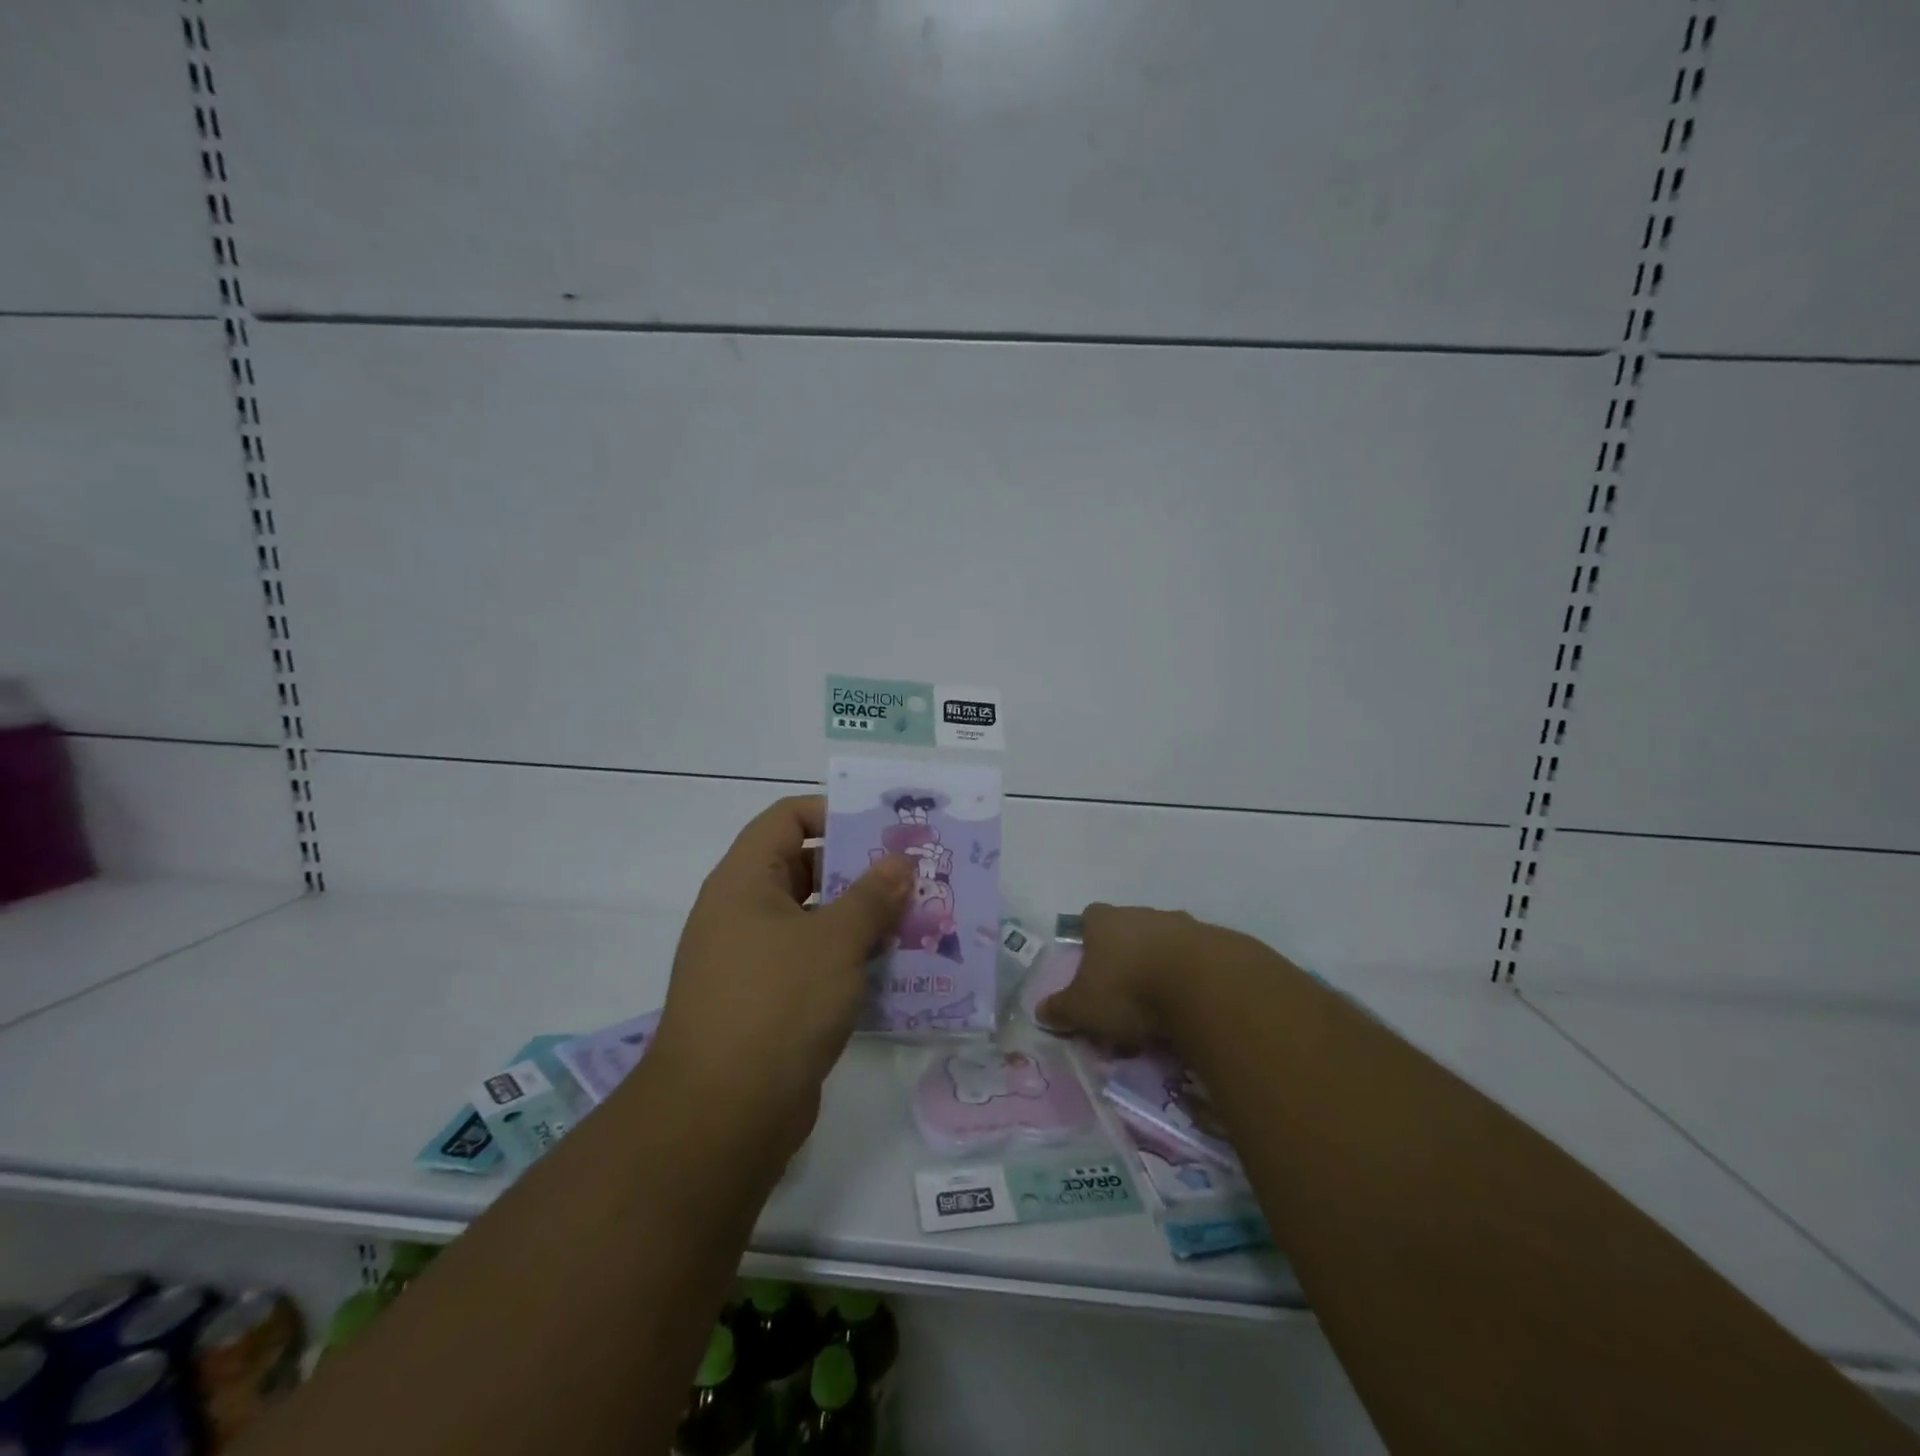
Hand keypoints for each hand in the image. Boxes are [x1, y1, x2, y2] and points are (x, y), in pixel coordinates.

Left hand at [651, 796, 912, 1152]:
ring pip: (817, 920)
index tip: (883, 828)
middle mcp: (744, 913)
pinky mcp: (771, 1003)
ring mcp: (755, 961)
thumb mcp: (834, 941)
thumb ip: (872, 896)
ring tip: (918, 917)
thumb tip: (899, 862)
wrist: (722, 1117)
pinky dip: (852, 959)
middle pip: (806, 868)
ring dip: (863, 918)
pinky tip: (897, 967)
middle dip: (860, 869)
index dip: (833, 812)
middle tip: (914, 874)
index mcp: (745, 881)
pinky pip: (816, 963)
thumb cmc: (777, 1004)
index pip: (787, 818)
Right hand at [1036, 903, 1210, 1055]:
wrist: (1203, 985)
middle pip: (1129, 929)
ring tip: (1161, 1006)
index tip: (1089, 961)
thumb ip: (1061, 1009)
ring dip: (1161, 966)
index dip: (1087, 936)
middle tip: (1124, 992)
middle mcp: (1142, 914)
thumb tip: (1040, 1010)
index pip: (1090, 917)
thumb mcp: (1084, 1007)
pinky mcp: (1216, 943)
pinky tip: (1191, 1005)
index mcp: (1106, 921)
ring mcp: (1182, 924)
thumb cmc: (1129, 989)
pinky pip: (1196, 959)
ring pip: (1164, 943)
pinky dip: (1191, 978)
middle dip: (1126, 955)